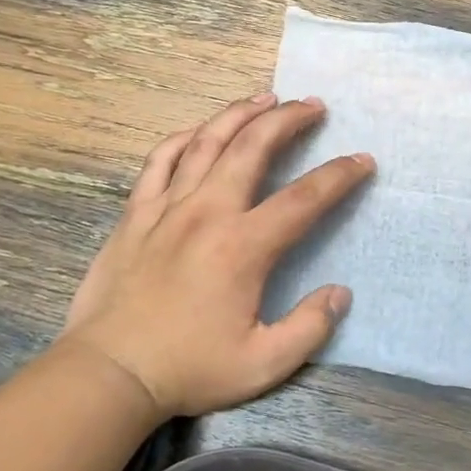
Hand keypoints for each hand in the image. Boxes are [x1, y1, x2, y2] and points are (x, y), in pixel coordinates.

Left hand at [60, 93, 374, 417]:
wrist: (108, 372)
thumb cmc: (187, 369)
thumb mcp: (263, 364)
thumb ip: (309, 328)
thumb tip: (340, 293)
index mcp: (243, 246)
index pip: (304, 198)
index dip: (339, 176)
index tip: (362, 160)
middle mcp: (208, 212)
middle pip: (253, 147)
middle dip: (288, 119)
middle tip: (312, 105)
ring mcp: (167, 207)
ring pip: (206, 141)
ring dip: (240, 114)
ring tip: (265, 98)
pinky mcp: (136, 213)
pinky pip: (160, 160)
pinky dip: (183, 137)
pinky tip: (199, 129)